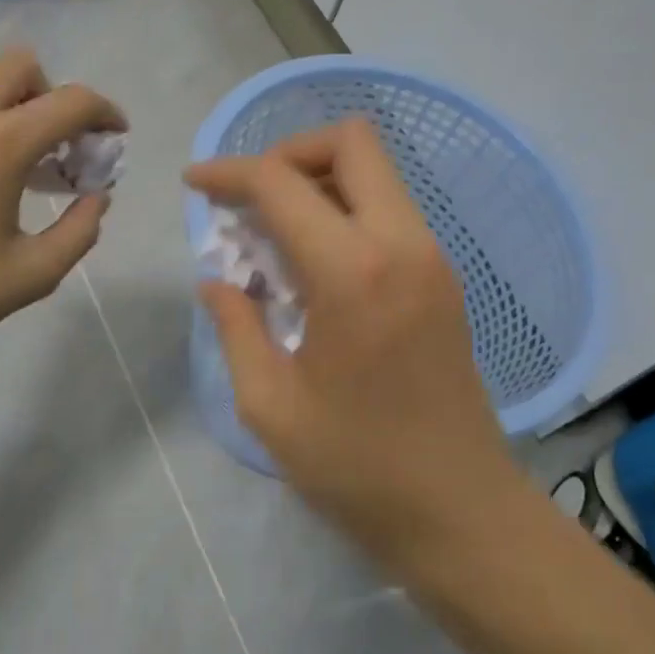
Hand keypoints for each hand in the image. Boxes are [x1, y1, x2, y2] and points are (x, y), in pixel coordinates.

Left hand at [0, 47, 123, 361]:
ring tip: (2, 166)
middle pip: (20, 63)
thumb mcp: (31, 275)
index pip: (72, 100)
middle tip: (54, 146)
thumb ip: (80, 231)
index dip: (105, 112)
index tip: (114, 136)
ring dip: (6, 108)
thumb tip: (96, 197)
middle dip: (50, 95)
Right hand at [185, 119, 527, 564]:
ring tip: (275, 236)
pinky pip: (391, 212)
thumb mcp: (270, 405)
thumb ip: (237, 326)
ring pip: (377, 173)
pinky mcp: (444, 280)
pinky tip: (315, 267)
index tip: (195, 186)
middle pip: (352, 142)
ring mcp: (434, 258)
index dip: (229, 172)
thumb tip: (217, 280)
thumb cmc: (357, 467)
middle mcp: (404, 244)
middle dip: (289, 153)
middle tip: (250, 201)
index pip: (282, 183)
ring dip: (320, 183)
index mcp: (354, 272)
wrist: (460, 511)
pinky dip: (347, 213)